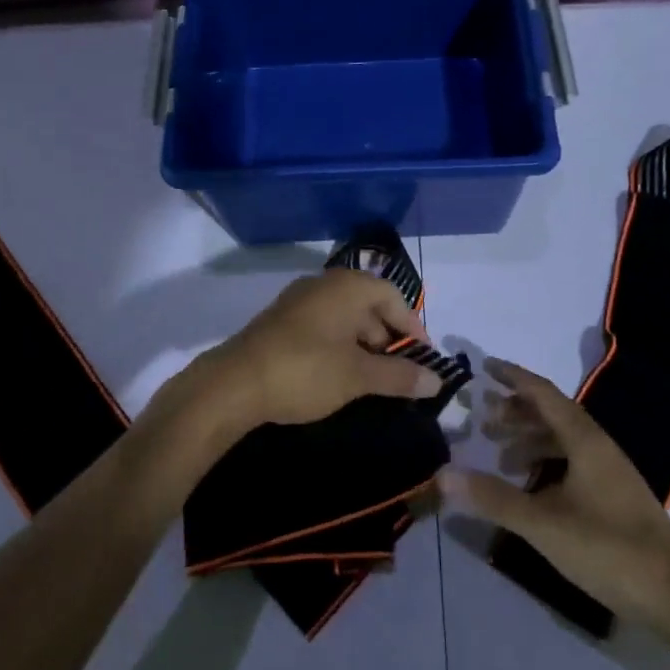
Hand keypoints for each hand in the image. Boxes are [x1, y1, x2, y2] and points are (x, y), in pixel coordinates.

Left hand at [207, 269, 440, 428]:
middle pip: (369, 305)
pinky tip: (340, 375)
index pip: (393, 296)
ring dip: (364, 345)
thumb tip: (437, 380)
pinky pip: (323, 327)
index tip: (423, 358)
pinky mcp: (281, 322)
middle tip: (399, 372)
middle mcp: (324, 285)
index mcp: (347, 287)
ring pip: (345, 318)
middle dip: (388, 338)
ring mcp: (299, 302)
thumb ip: (400, 376)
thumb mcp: (358, 376)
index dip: (413, 327)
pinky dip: (340, 347)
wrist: (232, 385)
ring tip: (373, 379)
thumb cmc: (305, 371)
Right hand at [438, 358, 669, 627]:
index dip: (513, 376)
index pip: (542, 392)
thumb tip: (442, 475)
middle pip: (552, 414)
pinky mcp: (614, 496)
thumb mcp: (543, 523)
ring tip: (500, 459)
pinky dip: (546, 465)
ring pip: (563, 440)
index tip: (484, 366)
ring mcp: (609, 472)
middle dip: (516, 412)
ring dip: (530, 441)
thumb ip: (493, 498)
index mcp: (584, 438)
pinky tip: (532, 490)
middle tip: (483, 421)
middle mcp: (598, 445)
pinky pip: (572, 463)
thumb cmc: (608, 548)